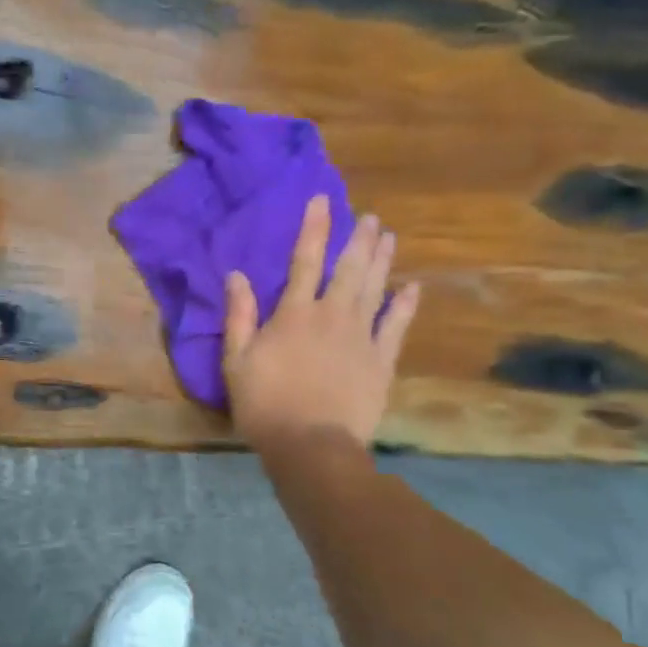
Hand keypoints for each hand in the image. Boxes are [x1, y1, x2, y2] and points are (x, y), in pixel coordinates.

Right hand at [223, 194, 420, 451]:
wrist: (312, 445)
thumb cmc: (265, 404)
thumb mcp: (236, 361)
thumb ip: (239, 316)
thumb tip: (236, 275)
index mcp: (294, 313)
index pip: (304, 261)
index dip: (314, 228)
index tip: (323, 201)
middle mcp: (332, 315)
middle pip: (348, 269)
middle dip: (358, 239)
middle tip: (370, 217)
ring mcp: (361, 337)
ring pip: (374, 289)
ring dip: (382, 261)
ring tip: (388, 236)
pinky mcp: (381, 361)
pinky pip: (397, 326)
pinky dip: (405, 305)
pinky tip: (411, 287)